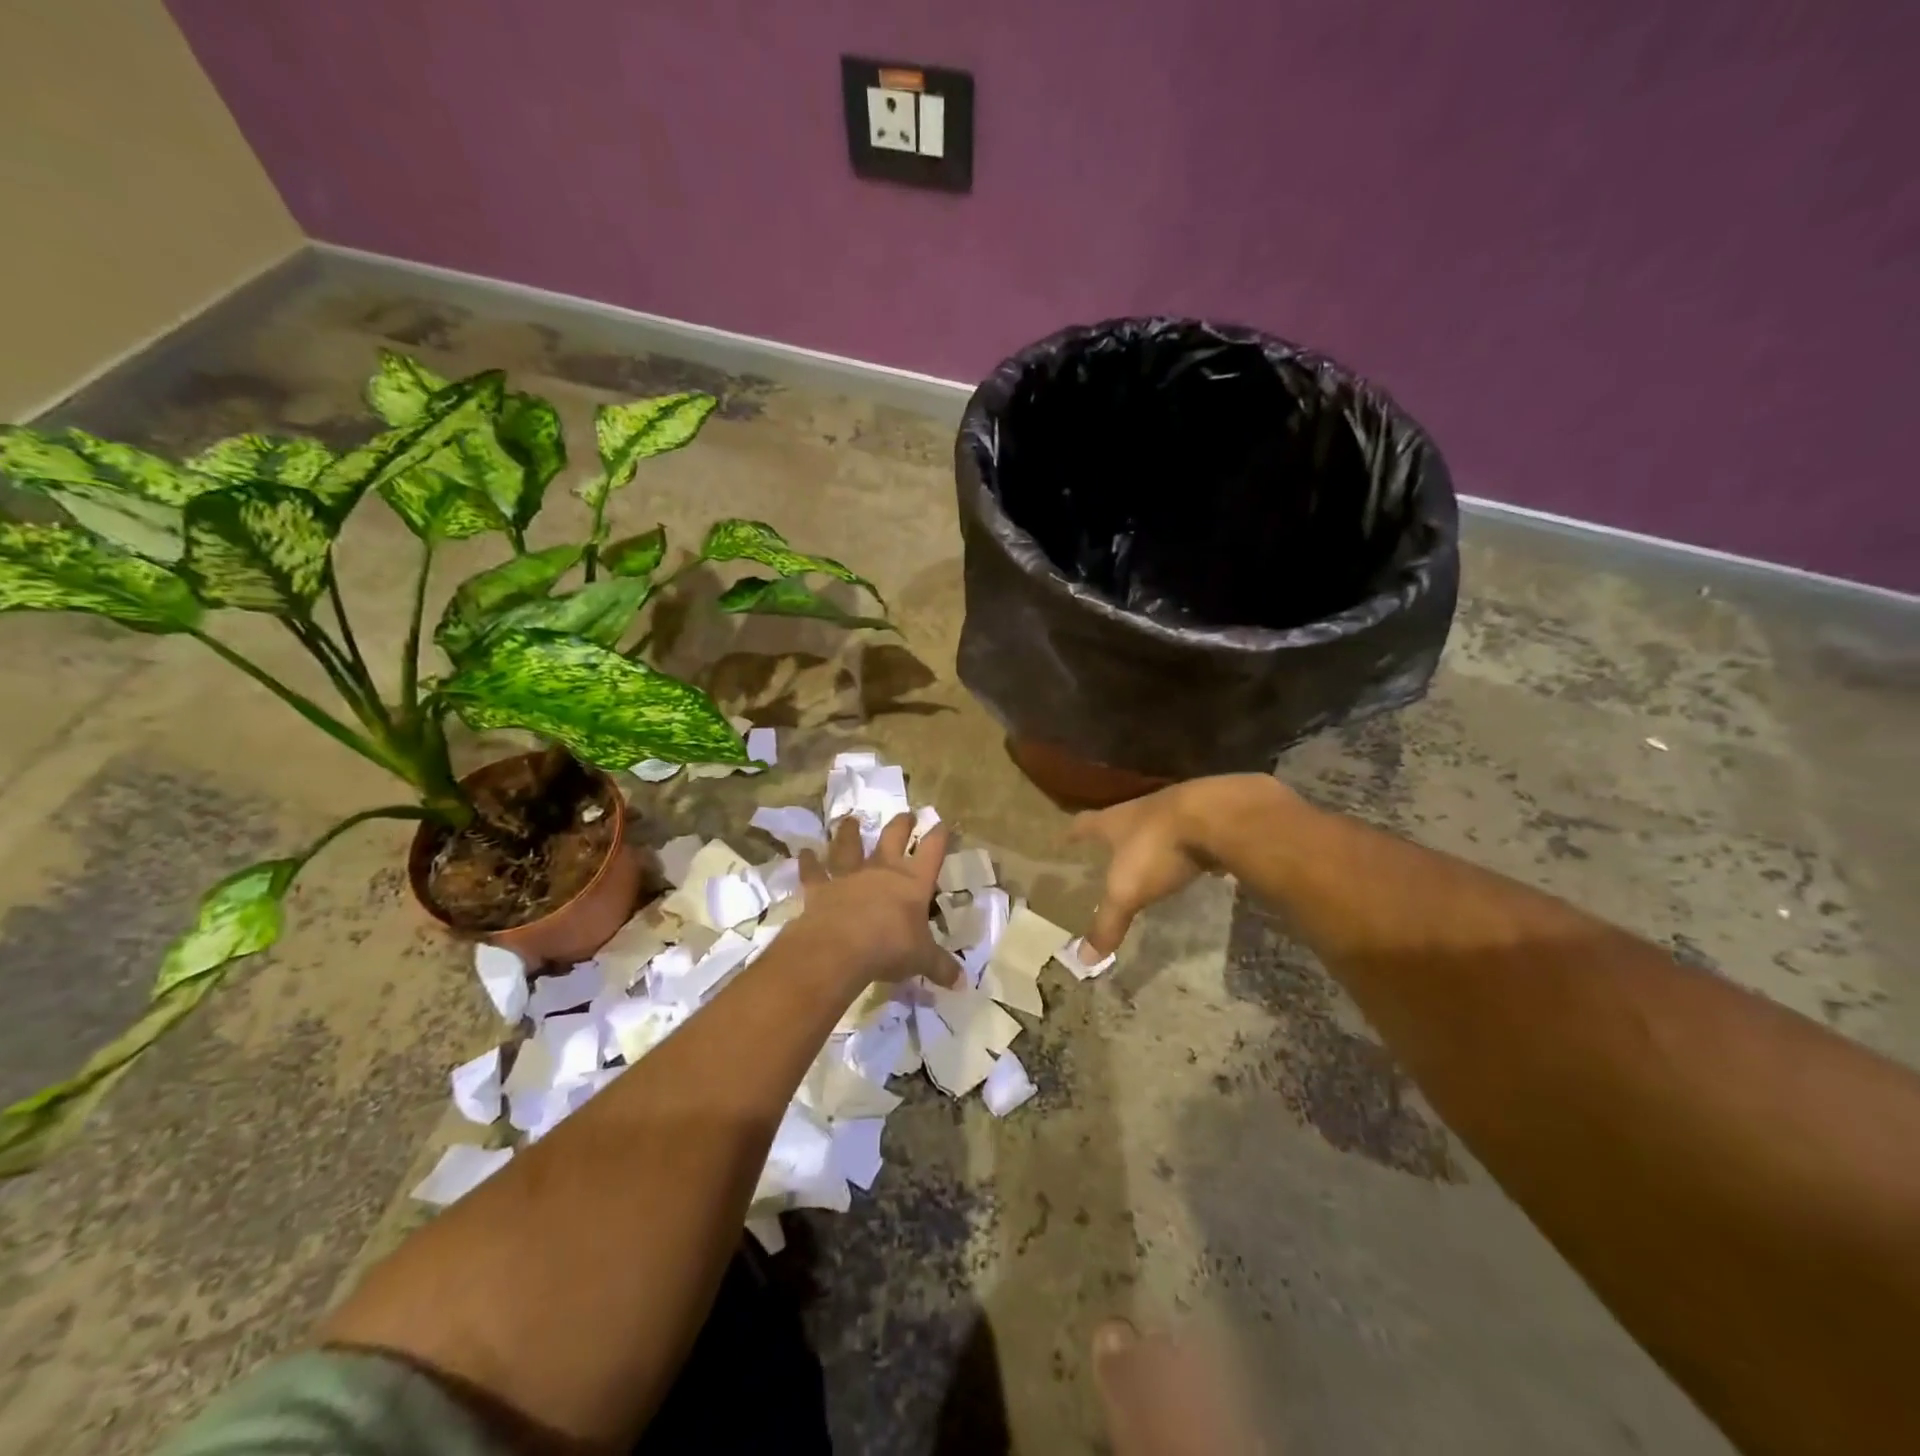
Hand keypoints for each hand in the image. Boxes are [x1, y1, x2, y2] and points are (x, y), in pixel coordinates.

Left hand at [796, 814, 957, 988]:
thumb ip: (941, 967)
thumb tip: (962, 982)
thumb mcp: (922, 959)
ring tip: (849, 820)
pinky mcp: (821, 888)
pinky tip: (804, 853)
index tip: (942, 824)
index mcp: (913, 883)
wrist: (840, 947)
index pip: (931, 852)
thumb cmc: (890, 947)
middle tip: (906, 813)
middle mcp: (882, 871)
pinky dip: (808, 862)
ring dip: (849, 833)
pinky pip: (813, 872)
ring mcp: (850, 876)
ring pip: (850, 846)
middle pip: (893, 838)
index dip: (938, 837)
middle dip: (901, 824)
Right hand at [1069, 775, 1295, 955]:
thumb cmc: (1158, 848)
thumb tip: (1081, 959)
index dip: (1074, 831)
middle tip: (1107, 851)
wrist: (1217, 816)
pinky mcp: (1208, 817)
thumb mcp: (1127, 891)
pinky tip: (1192, 861)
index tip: (1066, 835)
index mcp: (1115, 822)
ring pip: (1156, 824)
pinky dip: (1187, 847)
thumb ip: (1107, 922)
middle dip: (1114, 835)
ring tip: (1148, 857)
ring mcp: (1177, 810)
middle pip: (1120, 819)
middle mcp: (1141, 810)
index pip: (1085, 823)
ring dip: (1151, 840)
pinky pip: (1191, 833)